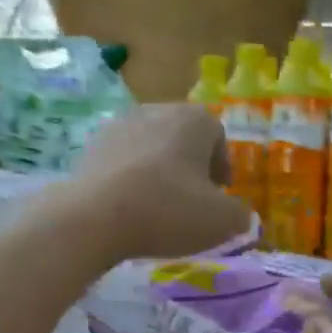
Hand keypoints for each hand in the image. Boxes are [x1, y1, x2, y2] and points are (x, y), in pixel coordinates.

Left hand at [65, 104, 252, 260]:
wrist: (94, 218)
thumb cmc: (168, 211)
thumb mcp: (223, 221)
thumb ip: (241, 215)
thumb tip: (238, 215)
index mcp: (194, 120)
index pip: (217, 135)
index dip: (222, 165)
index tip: (219, 194)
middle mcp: (156, 111)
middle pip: (182, 137)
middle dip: (190, 165)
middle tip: (192, 200)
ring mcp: (118, 126)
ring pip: (150, 148)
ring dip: (159, 171)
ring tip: (158, 206)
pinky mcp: (90, 147)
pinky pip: (122, 162)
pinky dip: (130, 179)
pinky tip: (129, 208)